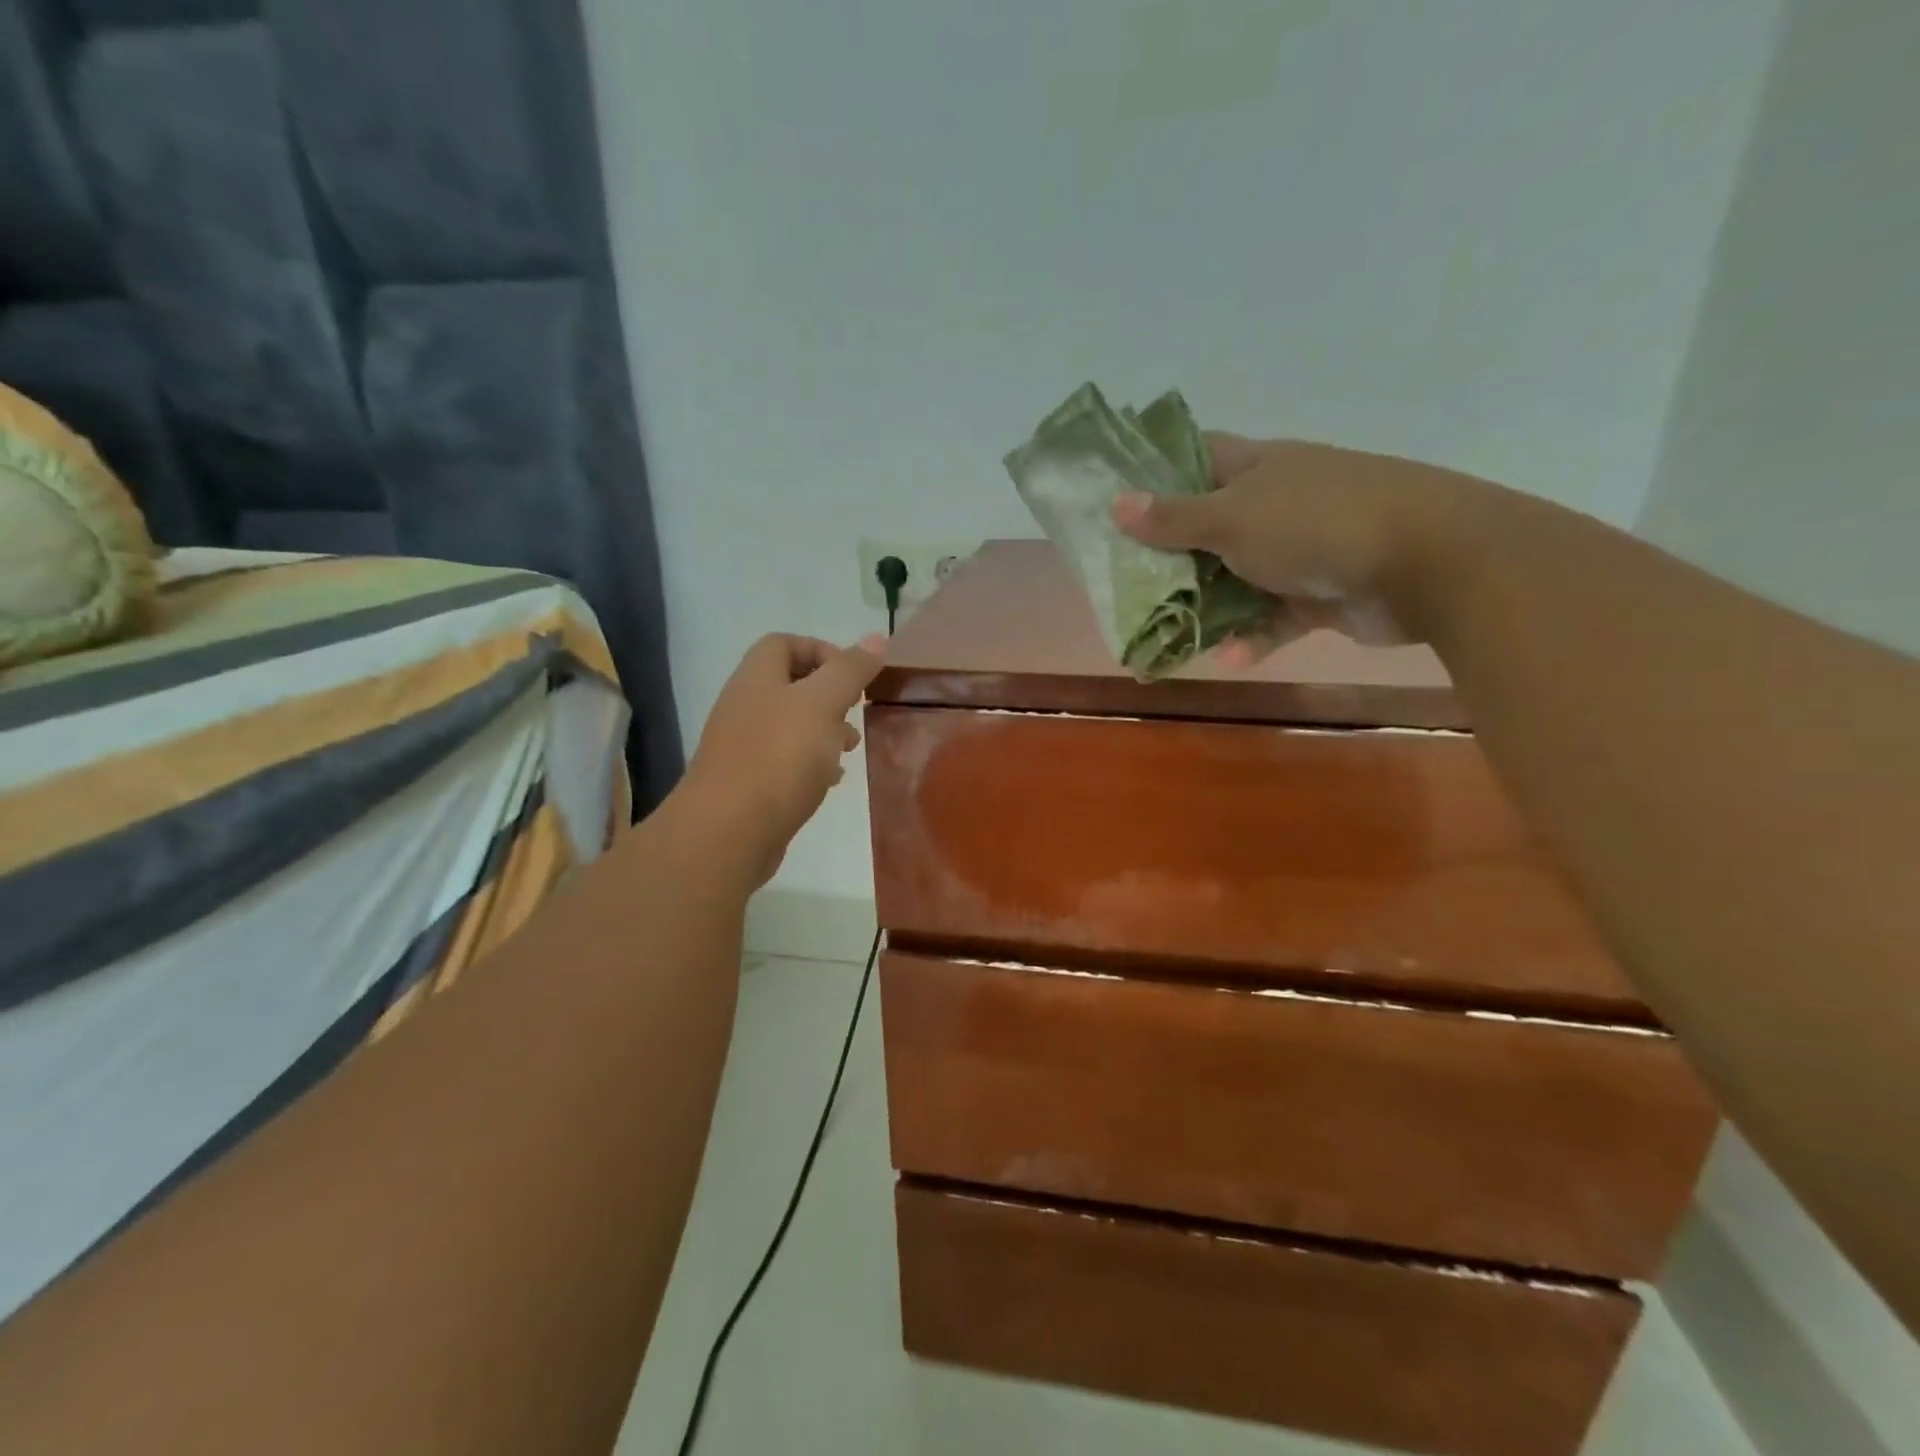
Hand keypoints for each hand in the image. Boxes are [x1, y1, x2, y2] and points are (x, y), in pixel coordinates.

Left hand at [682, 633, 886, 883]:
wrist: (728, 831)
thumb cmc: (779, 757)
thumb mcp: (823, 703)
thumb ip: (850, 670)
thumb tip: (877, 637)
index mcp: (757, 678)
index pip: (784, 643)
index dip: (821, 650)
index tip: (854, 676)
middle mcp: (744, 706)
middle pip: (789, 685)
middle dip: (829, 695)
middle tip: (855, 712)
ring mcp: (742, 746)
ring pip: (789, 725)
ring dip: (822, 731)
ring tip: (848, 749)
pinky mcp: (747, 783)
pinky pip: (783, 760)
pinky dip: (810, 764)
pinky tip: (828, 780)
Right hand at [1113, 436, 1489, 660]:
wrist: (1429, 563)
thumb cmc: (1316, 523)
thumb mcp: (1233, 517)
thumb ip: (1174, 518)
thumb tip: (1116, 502)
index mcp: (1258, 467)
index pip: (1198, 458)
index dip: (1158, 474)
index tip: (1117, 500)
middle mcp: (1277, 503)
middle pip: (1209, 526)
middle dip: (1170, 556)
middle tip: (1126, 581)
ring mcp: (1301, 550)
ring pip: (1237, 578)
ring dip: (1205, 607)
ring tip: (1165, 633)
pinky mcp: (1320, 595)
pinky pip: (1272, 617)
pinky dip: (1251, 636)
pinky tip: (1228, 659)